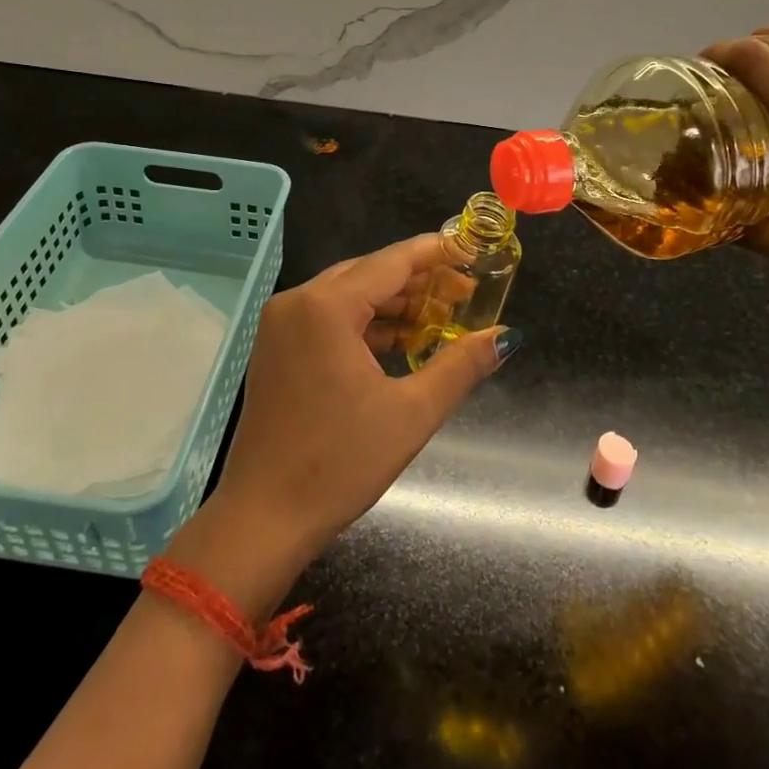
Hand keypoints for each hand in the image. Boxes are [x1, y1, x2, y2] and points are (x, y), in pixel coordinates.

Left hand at [168, 236, 516, 614]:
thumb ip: (460, 365)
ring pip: (348, 295)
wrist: (263, 517)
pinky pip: (328, 318)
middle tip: (465, 294)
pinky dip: (365, 324)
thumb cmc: (339, 463)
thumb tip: (505, 336)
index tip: (472, 251)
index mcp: (325, 306)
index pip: (391, 262)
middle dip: (418, 281)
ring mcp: (281, 324)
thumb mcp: (411, 413)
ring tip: (440, 318)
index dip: (436, 254)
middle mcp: (297, 302)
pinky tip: (400, 341)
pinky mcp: (276, 348)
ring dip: (392, 304)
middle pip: (369, 273)